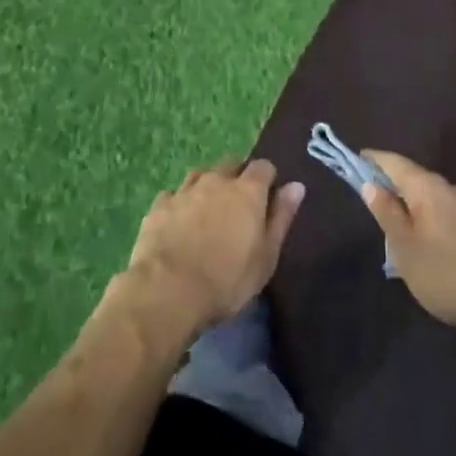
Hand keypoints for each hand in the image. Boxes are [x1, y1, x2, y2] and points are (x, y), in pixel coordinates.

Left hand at [124, 160, 304, 336]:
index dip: (267, 179)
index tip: (268, 198)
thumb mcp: (266, 256)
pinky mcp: (159, 206)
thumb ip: (281, 218)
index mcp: (248, 190)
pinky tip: (178, 222)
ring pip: (201, 175)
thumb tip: (296, 186)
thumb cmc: (227, 280)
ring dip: (208, 186)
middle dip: (237, 178)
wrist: (168, 291)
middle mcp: (217, 180)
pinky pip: (174, 195)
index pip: (264, 167)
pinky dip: (180, 203)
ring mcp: (185, 190)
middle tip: (238, 206)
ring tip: (208, 210)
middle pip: (231, 164)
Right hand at [360, 151, 455, 331]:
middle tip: (370, 193)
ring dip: (410, 199)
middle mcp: (448, 187)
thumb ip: (387, 212)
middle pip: (413, 176)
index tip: (357, 160)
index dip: (374, 160)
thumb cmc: (443, 271)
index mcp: (426, 187)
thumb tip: (370, 184)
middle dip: (391, 181)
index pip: (394, 162)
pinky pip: (443, 208)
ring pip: (429, 194)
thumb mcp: (404, 246)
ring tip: (393, 217)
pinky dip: (426, 212)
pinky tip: (422, 233)